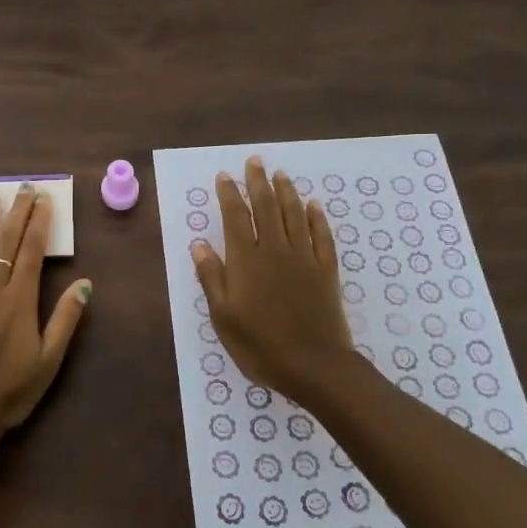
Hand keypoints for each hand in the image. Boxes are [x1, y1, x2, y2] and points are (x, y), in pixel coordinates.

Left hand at [0, 183, 90, 432]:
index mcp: (20, 299)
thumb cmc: (10, 390)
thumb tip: (85, 283)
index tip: (44, 199)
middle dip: (16, 212)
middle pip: (5, 242)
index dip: (39, 223)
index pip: (31, 251)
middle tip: (23, 187)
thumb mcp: (50, 359)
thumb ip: (66, 319)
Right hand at [192, 156, 352, 399]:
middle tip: (255, 161)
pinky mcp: (326, 270)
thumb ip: (211, 277)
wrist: (314, 366)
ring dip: (286, 192)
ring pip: (294, 214)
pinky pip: (322, 235)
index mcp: (246, 260)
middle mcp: (275, 250)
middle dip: (258, 182)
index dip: (229, 194)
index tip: (224, 176)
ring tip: (280, 174)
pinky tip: (313, 205)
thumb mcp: (223, 316)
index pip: (235, 216)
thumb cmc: (260, 344)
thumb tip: (200, 243)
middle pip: (266, 207)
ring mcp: (304, 258)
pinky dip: (316, 217)